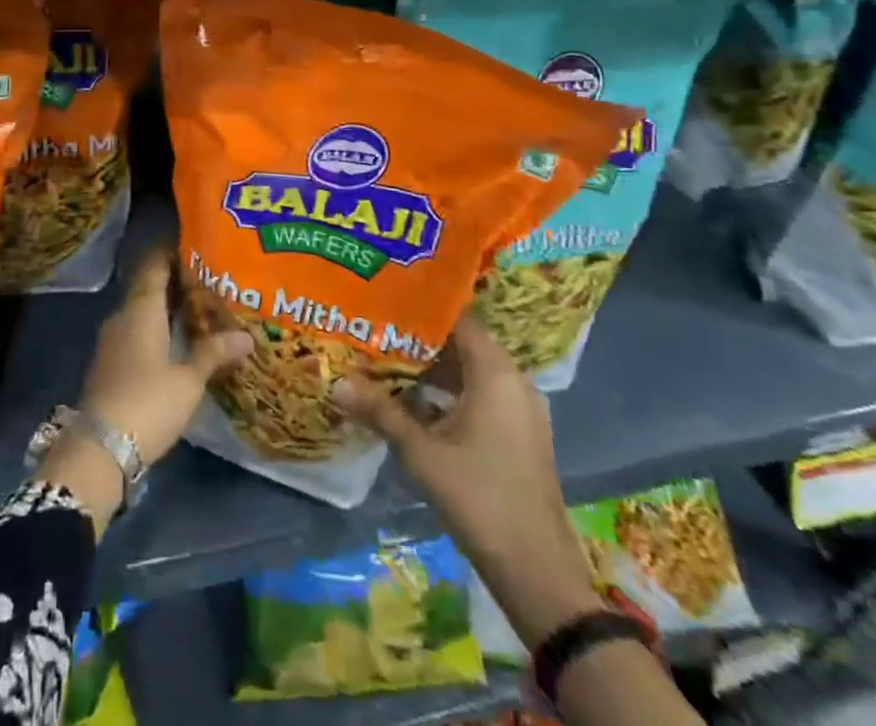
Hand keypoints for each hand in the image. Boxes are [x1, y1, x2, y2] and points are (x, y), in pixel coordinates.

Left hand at [79, 246, 251, 464]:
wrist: (99, 450)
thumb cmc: (147, 403)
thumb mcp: (188, 380)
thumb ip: (214, 353)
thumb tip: (247, 336)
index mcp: (141, 308)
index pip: (155, 265)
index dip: (174, 252)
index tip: (199, 247)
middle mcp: (123, 316)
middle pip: (150, 287)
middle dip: (178, 282)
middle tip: (213, 281)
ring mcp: (113, 341)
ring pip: (143, 312)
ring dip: (168, 308)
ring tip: (203, 310)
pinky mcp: (111, 364)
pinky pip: (137, 333)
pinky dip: (158, 330)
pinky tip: (179, 342)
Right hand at [334, 319, 597, 647]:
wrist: (537, 573)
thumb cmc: (479, 498)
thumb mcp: (421, 452)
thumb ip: (381, 412)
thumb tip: (337, 382)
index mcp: (496, 373)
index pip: (457, 319)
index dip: (421, 308)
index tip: (385, 301)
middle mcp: (514, 382)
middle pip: (463, 344)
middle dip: (419, 340)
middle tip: (377, 331)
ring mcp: (520, 410)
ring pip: (471, 373)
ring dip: (433, 370)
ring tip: (387, 363)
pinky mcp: (519, 436)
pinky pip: (481, 397)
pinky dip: (450, 394)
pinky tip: (414, 404)